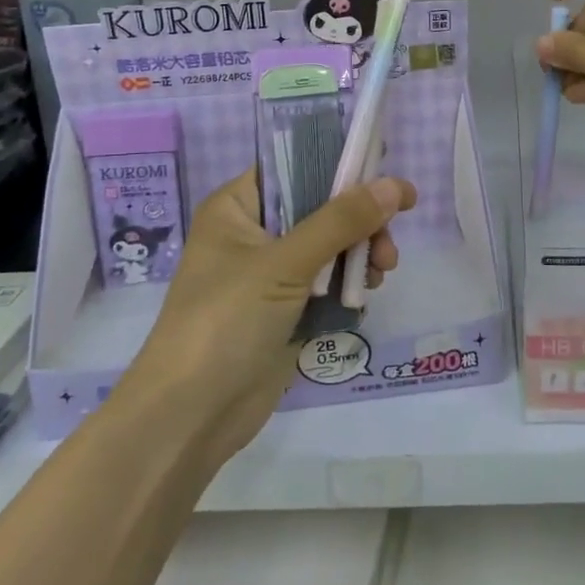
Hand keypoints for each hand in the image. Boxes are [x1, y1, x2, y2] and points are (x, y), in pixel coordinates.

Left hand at [123, 170, 415, 458]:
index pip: (294, 167)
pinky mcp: (285, 310)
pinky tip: (365, 296)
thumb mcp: (284, 263)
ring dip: (361, 254)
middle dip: (360, 222)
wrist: (190, 417)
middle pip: (321, 207)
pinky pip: (328, 282)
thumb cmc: (225, 322)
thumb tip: (394, 185)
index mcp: (237, 207)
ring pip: (330, 246)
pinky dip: (350, 284)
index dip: (340, 166)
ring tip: (383, 273)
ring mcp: (270, 274)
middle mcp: (253, 233)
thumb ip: (341, 221)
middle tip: (389, 243)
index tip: (385, 172)